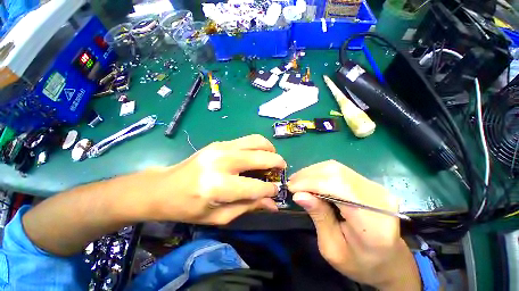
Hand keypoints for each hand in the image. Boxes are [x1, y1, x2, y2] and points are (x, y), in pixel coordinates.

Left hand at [145, 135, 285, 224]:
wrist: (163, 187)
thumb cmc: (189, 207)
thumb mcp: (219, 217)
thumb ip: (248, 207)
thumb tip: (272, 203)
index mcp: (219, 186)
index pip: (256, 187)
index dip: (271, 189)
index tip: (277, 190)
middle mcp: (222, 162)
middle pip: (260, 157)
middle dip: (277, 163)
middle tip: (281, 170)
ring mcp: (221, 148)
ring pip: (256, 141)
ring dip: (270, 149)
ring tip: (272, 158)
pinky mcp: (219, 142)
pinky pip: (247, 139)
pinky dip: (258, 145)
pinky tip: (258, 154)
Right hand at [288, 161, 420, 289]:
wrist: (389, 260)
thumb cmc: (360, 262)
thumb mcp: (333, 249)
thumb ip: (319, 218)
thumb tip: (299, 195)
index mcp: (373, 221)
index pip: (338, 186)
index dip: (311, 183)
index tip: (291, 188)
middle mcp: (377, 196)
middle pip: (336, 172)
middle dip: (308, 175)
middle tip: (292, 183)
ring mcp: (375, 186)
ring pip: (336, 168)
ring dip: (313, 172)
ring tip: (298, 181)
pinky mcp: (369, 183)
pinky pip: (339, 171)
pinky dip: (320, 173)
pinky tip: (310, 180)